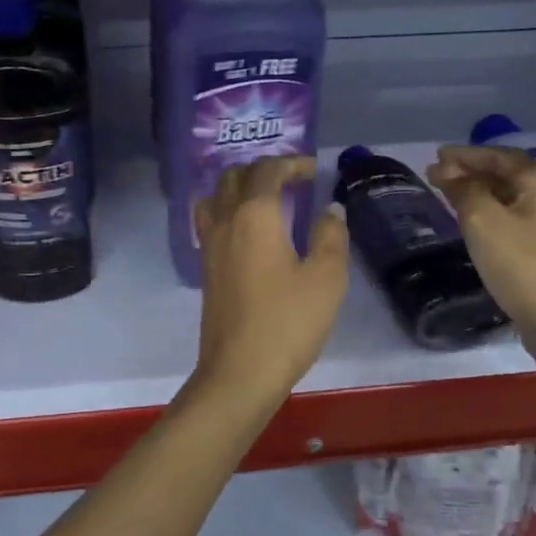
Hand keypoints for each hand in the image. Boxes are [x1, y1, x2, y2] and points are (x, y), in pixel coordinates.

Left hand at [190, 156, 348, 413]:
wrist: (239, 372)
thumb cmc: (287, 323)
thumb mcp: (325, 279)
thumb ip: (330, 236)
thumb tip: (330, 209)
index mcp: (254, 215)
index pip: (267, 171)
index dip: (291, 163)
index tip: (312, 170)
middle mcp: (225, 221)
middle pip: (234, 176)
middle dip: (263, 170)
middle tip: (292, 181)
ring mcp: (209, 245)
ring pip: (215, 196)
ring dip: (238, 187)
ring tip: (266, 200)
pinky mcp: (205, 268)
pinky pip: (210, 221)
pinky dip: (227, 210)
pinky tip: (248, 232)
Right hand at [426, 144, 535, 391]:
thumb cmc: (523, 266)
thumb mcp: (483, 222)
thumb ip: (463, 190)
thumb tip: (448, 171)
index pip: (497, 155)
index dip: (463, 155)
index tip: (434, 156)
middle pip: (506, 173)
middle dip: (470, 171)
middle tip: (436, 175)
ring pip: (511, 196)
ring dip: (480, 192)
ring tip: (449, 195)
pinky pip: (516, 216)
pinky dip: (491, 211)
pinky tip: (475, 221)